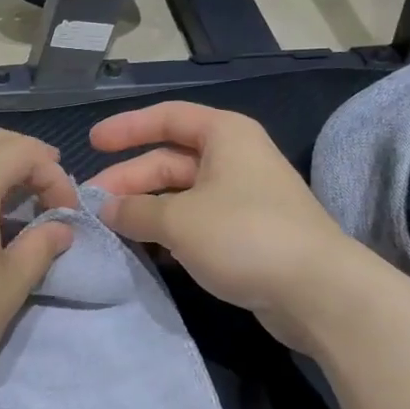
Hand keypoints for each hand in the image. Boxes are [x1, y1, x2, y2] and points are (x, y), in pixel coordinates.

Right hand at [89, 102, 350, 348]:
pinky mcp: (247, 234)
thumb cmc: (244, 235)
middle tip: (93, 205)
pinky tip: (145, 251)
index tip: (92, 143)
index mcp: (224, 135)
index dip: (127, 128)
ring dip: (146, 210)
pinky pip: (196, 223)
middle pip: (170, 161)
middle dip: (129, 181)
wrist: (317, 290)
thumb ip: (135, 210)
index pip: (167, 118)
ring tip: (111, 229)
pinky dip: (169, 232)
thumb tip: (106, 208)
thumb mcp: (179, 219)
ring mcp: (243, 198)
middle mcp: (235, 159)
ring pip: (181, 195)